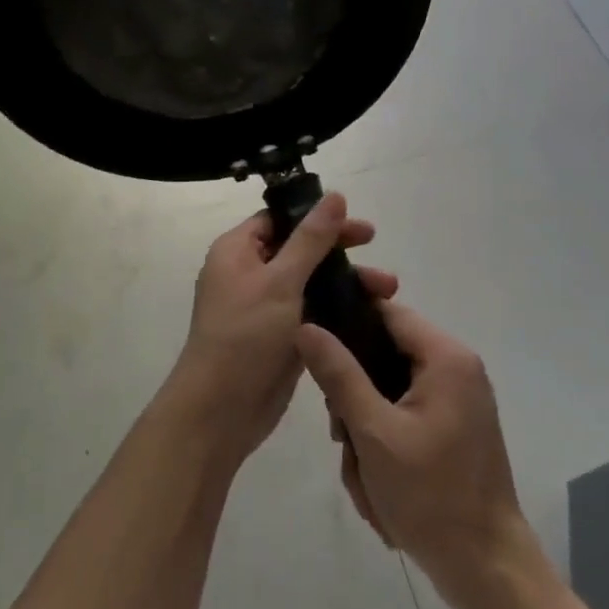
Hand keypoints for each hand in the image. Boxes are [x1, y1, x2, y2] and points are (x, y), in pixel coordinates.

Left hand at [169, 194, 397, 462]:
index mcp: (237, 251)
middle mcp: (249, 273)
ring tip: (388, 290)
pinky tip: (370, 313)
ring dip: (346, 282)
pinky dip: (337, 309)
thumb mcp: (280, 281)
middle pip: (300, 248)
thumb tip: (334, 195)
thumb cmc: (244, 336)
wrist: (219, 413)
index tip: (356, 224)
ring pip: (310, 282)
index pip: (281, 219)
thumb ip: (311, 239)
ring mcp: (265, 307)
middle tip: (376, 249)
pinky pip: (312, 311)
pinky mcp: (280, 336)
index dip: (317, 217)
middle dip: (340, 251)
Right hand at [297, 303, 527, 595]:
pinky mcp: (454, 430)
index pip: (386, 311)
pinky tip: (379, 488)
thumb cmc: (431, 496)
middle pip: (384, 355)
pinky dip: (385, 447)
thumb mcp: (374, 433)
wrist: (488, 573)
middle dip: (355, 398)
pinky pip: (405, 418)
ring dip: (367, 430)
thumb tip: (306, 327)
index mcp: (446, 357)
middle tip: (342, 436)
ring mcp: (457, 402)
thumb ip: (339, 375)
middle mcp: (456, 369)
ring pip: (389, 392)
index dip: (346, 322)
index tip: (313, 350)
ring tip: (364, 475)